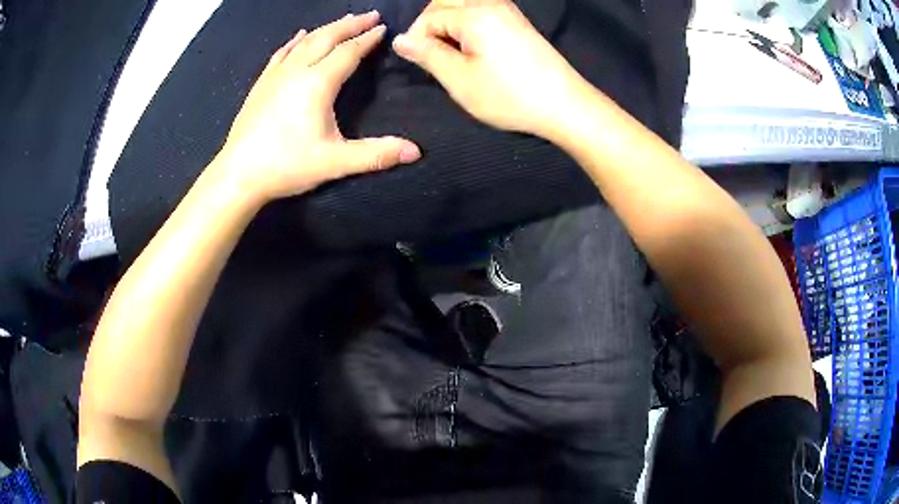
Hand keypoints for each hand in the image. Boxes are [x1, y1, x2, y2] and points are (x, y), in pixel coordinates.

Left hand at [218, 12, 420, 201]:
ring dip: (327, 28)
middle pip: (327, 38)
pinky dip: (294, 42)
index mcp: (318, 83)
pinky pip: (281, 54)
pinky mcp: (261, 85)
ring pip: (305, 42)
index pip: (348, 52)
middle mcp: (297, 71)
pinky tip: (300, 36)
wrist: (239, 175)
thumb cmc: (287, 166)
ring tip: (343, 21)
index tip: (383, 28)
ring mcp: (276, 76)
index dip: (368, 40)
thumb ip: (376, 155)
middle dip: (351, 25)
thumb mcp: (336, 162)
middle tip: (370, 15)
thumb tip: (416, 152)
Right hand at [392, 0, 589, 139]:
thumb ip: (427, 55)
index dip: (417, 39)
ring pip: (464, 4)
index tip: (420, 64)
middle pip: (445, 1)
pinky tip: (472, 48)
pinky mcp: (518, 21)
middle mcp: (491, 3)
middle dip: (431, 24)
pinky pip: (482, 11)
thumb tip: (400, 40)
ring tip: (452, 53)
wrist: (564, 104)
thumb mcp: (459, 79)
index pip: (429, 16)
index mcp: (474, 13)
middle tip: (433, 54)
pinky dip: (468, 24)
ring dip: (450, 23)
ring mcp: (508, 10)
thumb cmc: (509, 95)